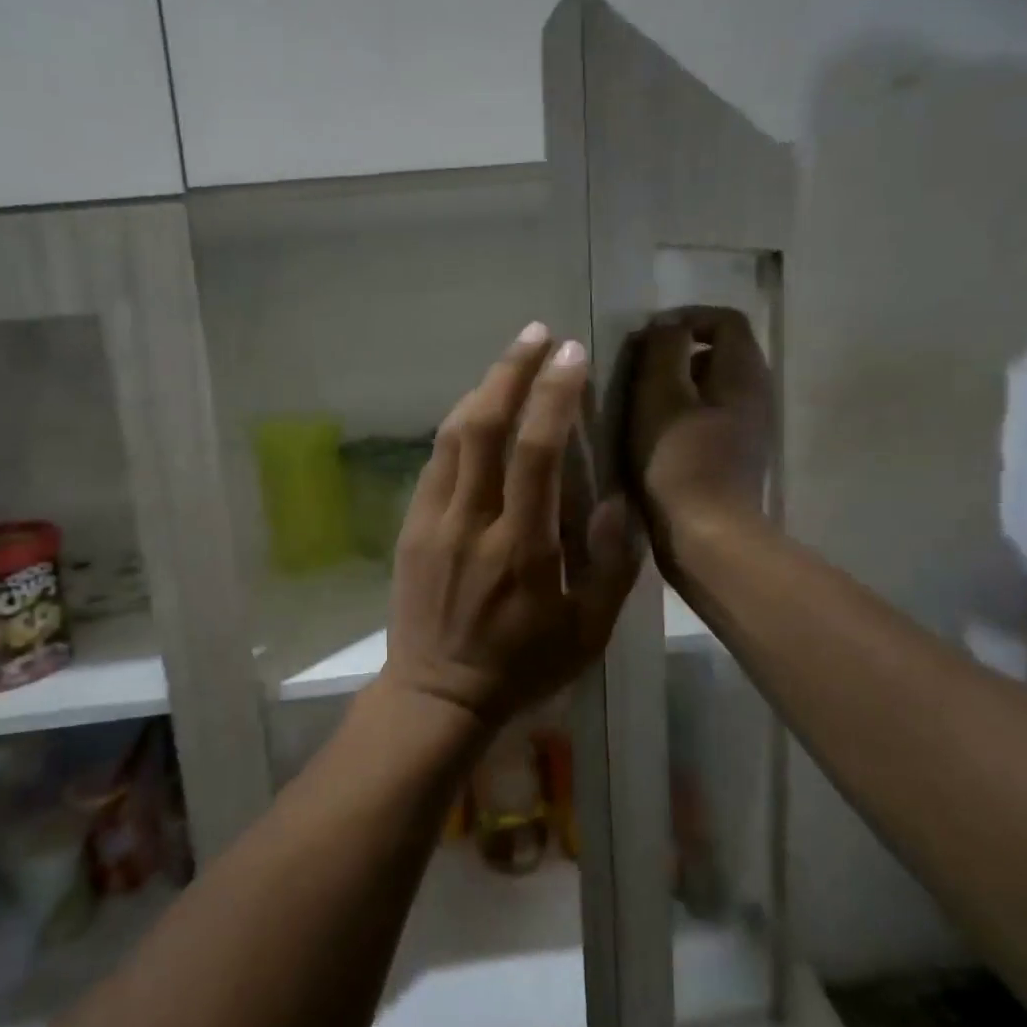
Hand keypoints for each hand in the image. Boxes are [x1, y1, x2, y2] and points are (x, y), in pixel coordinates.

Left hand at [382, 324, 642, 726]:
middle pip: (485, 426)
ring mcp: (433, 521)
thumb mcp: (589, 631)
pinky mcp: (410, 527)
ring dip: (483, 390)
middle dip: (511, 370)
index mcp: (522, 547)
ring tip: (510, 362)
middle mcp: (472, 522)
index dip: (554, 395)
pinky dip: (457, 427)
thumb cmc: (521, 666)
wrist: (438, 693)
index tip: (571, 354)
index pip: (536, 451)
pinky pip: (434, 462)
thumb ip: (612, 564)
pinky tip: (477, 412)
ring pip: (452, 436)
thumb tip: (616, 497)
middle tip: (536, 333)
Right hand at [622, 306, 771, 546]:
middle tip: (636, 370)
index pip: (724, 319)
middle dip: (677, 353)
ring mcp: (749, 429)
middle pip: (720, 353)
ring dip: (676, 387)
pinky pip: (709, 418)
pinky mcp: (735, 458)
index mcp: (743, 372)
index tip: (645, 337)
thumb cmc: (678, 460)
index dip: (684, 317)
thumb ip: (662, 350)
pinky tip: (653, 438)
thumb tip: (664, 326)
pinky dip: (681, 416)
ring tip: (638, 404)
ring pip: (712, 389)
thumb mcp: (659, 395)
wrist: (706, 537)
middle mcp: (756, 394)